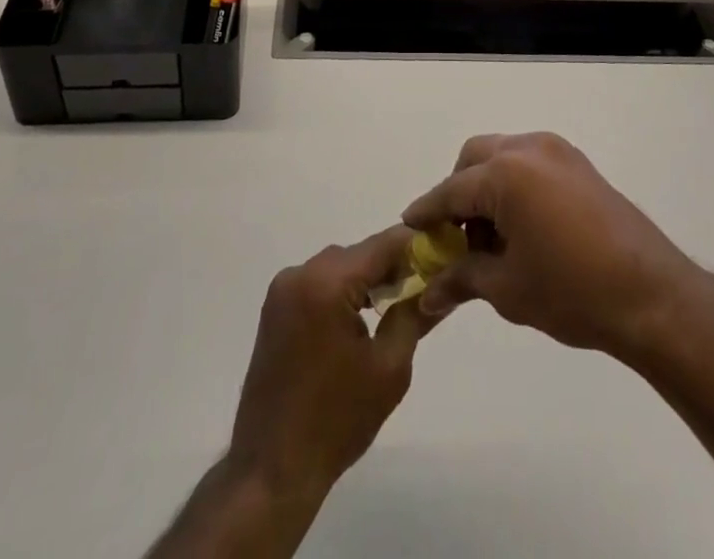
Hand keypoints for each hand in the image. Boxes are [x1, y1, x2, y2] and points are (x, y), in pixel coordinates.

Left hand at [225, 227, 436, 502]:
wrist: (272, 468)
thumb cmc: (337, 420)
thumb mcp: (389, 368)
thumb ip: (414, 315)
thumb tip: (439, 287)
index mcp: (327, 282)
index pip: (382, 245)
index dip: (415, 246)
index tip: (441, 256)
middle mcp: (300, 273)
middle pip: (359, 253)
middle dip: (391, 266)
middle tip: (421, 289)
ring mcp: (282, 290)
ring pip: (338, 267)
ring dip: (365, 280)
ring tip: (394, 308)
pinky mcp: (275, 309)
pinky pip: (318, 283)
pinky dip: (342, 292)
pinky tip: (359, 321)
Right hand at [401, 132, 705, 361]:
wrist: (652, 297)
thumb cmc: (572, 292)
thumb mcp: (508, 288)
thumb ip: (461, 279)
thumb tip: (427, 295)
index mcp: (506, 174)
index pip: (451, 191)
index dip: (426, 211)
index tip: (408, 227)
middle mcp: (528, 149)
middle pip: (474, 159)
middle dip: (458, 193)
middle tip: (456, 238)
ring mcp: (557, 151)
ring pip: (502, 155)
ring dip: (486, 187)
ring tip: (493, 240)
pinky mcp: (578, 163)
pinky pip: (530, 162)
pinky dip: (514, 184)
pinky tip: (522, 228)